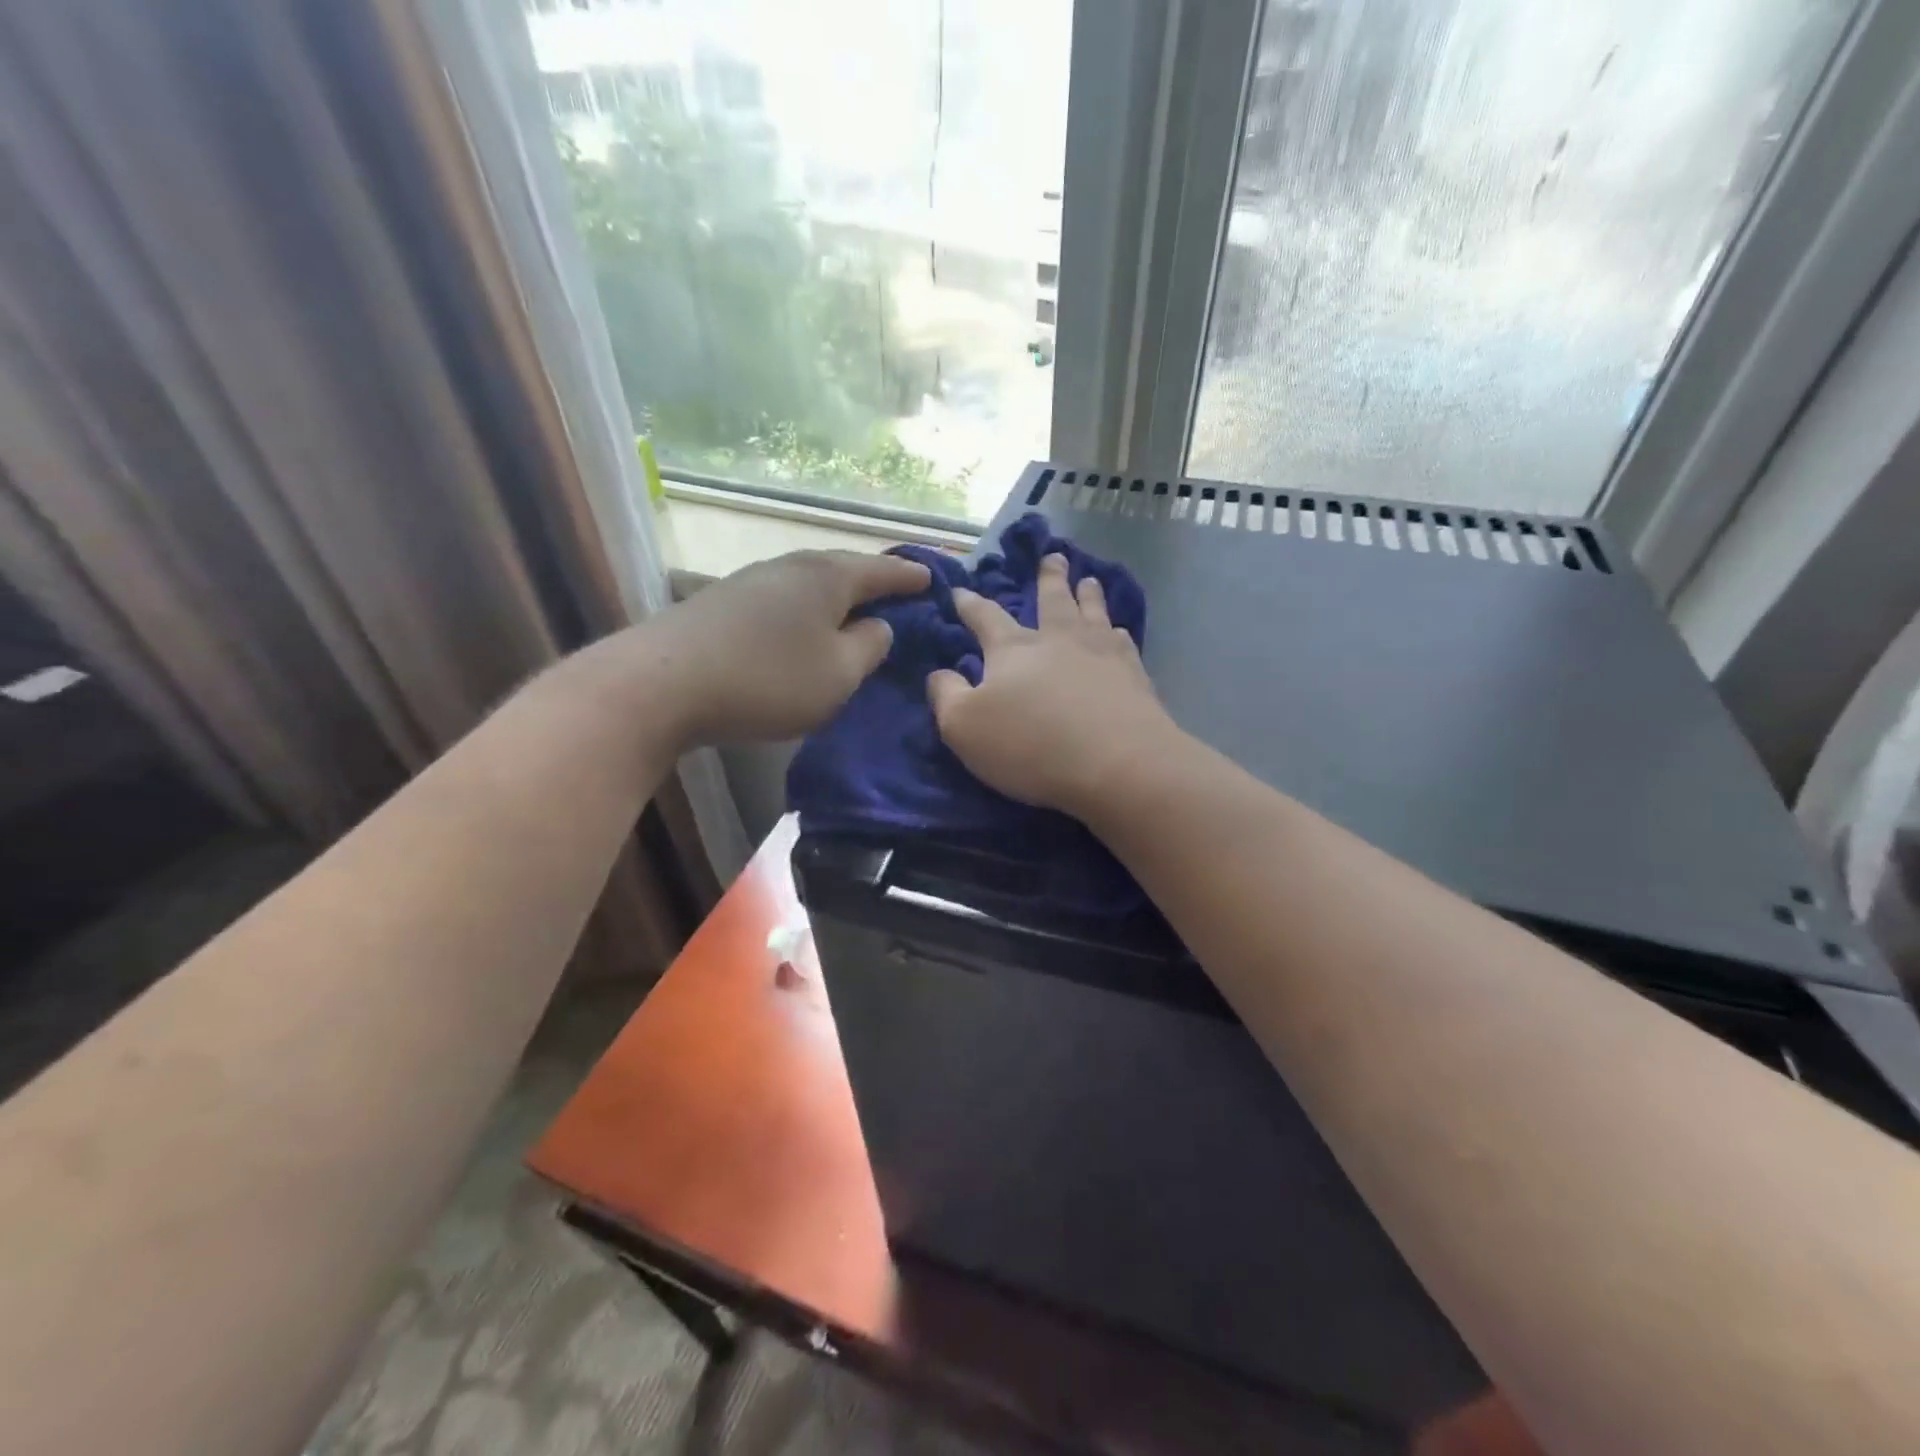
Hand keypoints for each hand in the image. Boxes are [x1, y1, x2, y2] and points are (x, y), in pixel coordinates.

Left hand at [654, 549, 930, 743]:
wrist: (663, 682)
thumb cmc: (768, 679)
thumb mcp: (839, 674)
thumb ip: (870, 647)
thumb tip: (877, 625)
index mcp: (828, 577)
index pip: (882, 570)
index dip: (910, 576)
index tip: (933, 578)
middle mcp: (791, 566)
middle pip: (844, 568)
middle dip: (873, 580)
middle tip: (898, 591)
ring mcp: (752, 580)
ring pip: (810, 582)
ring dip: (837, 595)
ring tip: (853, 609)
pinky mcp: (724, 603)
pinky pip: (784, 599)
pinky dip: (806, 609)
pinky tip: (803, 626)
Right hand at [928, 553, 1177, 819]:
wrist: (1117, 762)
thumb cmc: (1031, 745)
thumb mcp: (964, 727)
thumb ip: (946, 695)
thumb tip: (939, 673)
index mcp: (1013, 650)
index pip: (985, 617)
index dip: (969, 604)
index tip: (960, 590)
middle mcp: (1057, 640)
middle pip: (1052, 599)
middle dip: (1049, 578)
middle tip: (1053, 557)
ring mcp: (1100, 653)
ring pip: (1092, 612)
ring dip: (1088, 594)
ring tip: (1089, 580)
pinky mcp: (1133, 675)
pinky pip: (1123, 643)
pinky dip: (1118, 632)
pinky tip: (1120, 632)